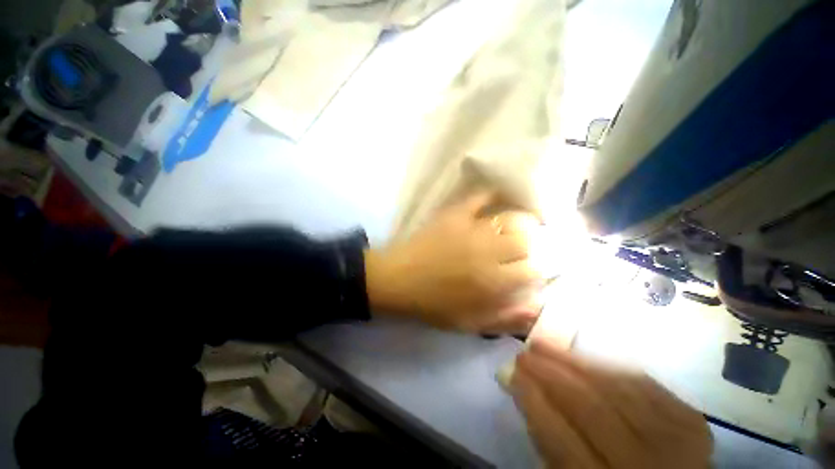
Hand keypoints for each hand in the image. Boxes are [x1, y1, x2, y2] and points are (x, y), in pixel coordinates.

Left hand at [365, 191, 542, 333]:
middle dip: (532, 246)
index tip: (532, 271)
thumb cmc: (431, 306)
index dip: (538, 270)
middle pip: (526, 241)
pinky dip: (492, 194)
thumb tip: (536, 308)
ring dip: (521, 222)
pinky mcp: (454, 215)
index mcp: (492, 282)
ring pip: (510, 218)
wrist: (397, 281)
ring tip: (520, 227)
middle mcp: (488, 251)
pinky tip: (499, 199)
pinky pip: (479, 197)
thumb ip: (505, 319)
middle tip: (525, 249)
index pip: (534, 270)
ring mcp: (471, 229)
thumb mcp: (469, 324)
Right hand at [511, 337, 712, 468]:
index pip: (561, 438)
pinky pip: (645, 384)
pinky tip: (586, 358)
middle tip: (524, 352)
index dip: (533, 400)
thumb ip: (545, 438)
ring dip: (575, 362)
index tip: (511, 371)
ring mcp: (678, 442)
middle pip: (592, 409)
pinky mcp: (693, 422)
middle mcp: (646, 466)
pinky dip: (610, 367)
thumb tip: (518, 386)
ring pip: (618, 390)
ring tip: (546, 346)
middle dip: (550, 373)